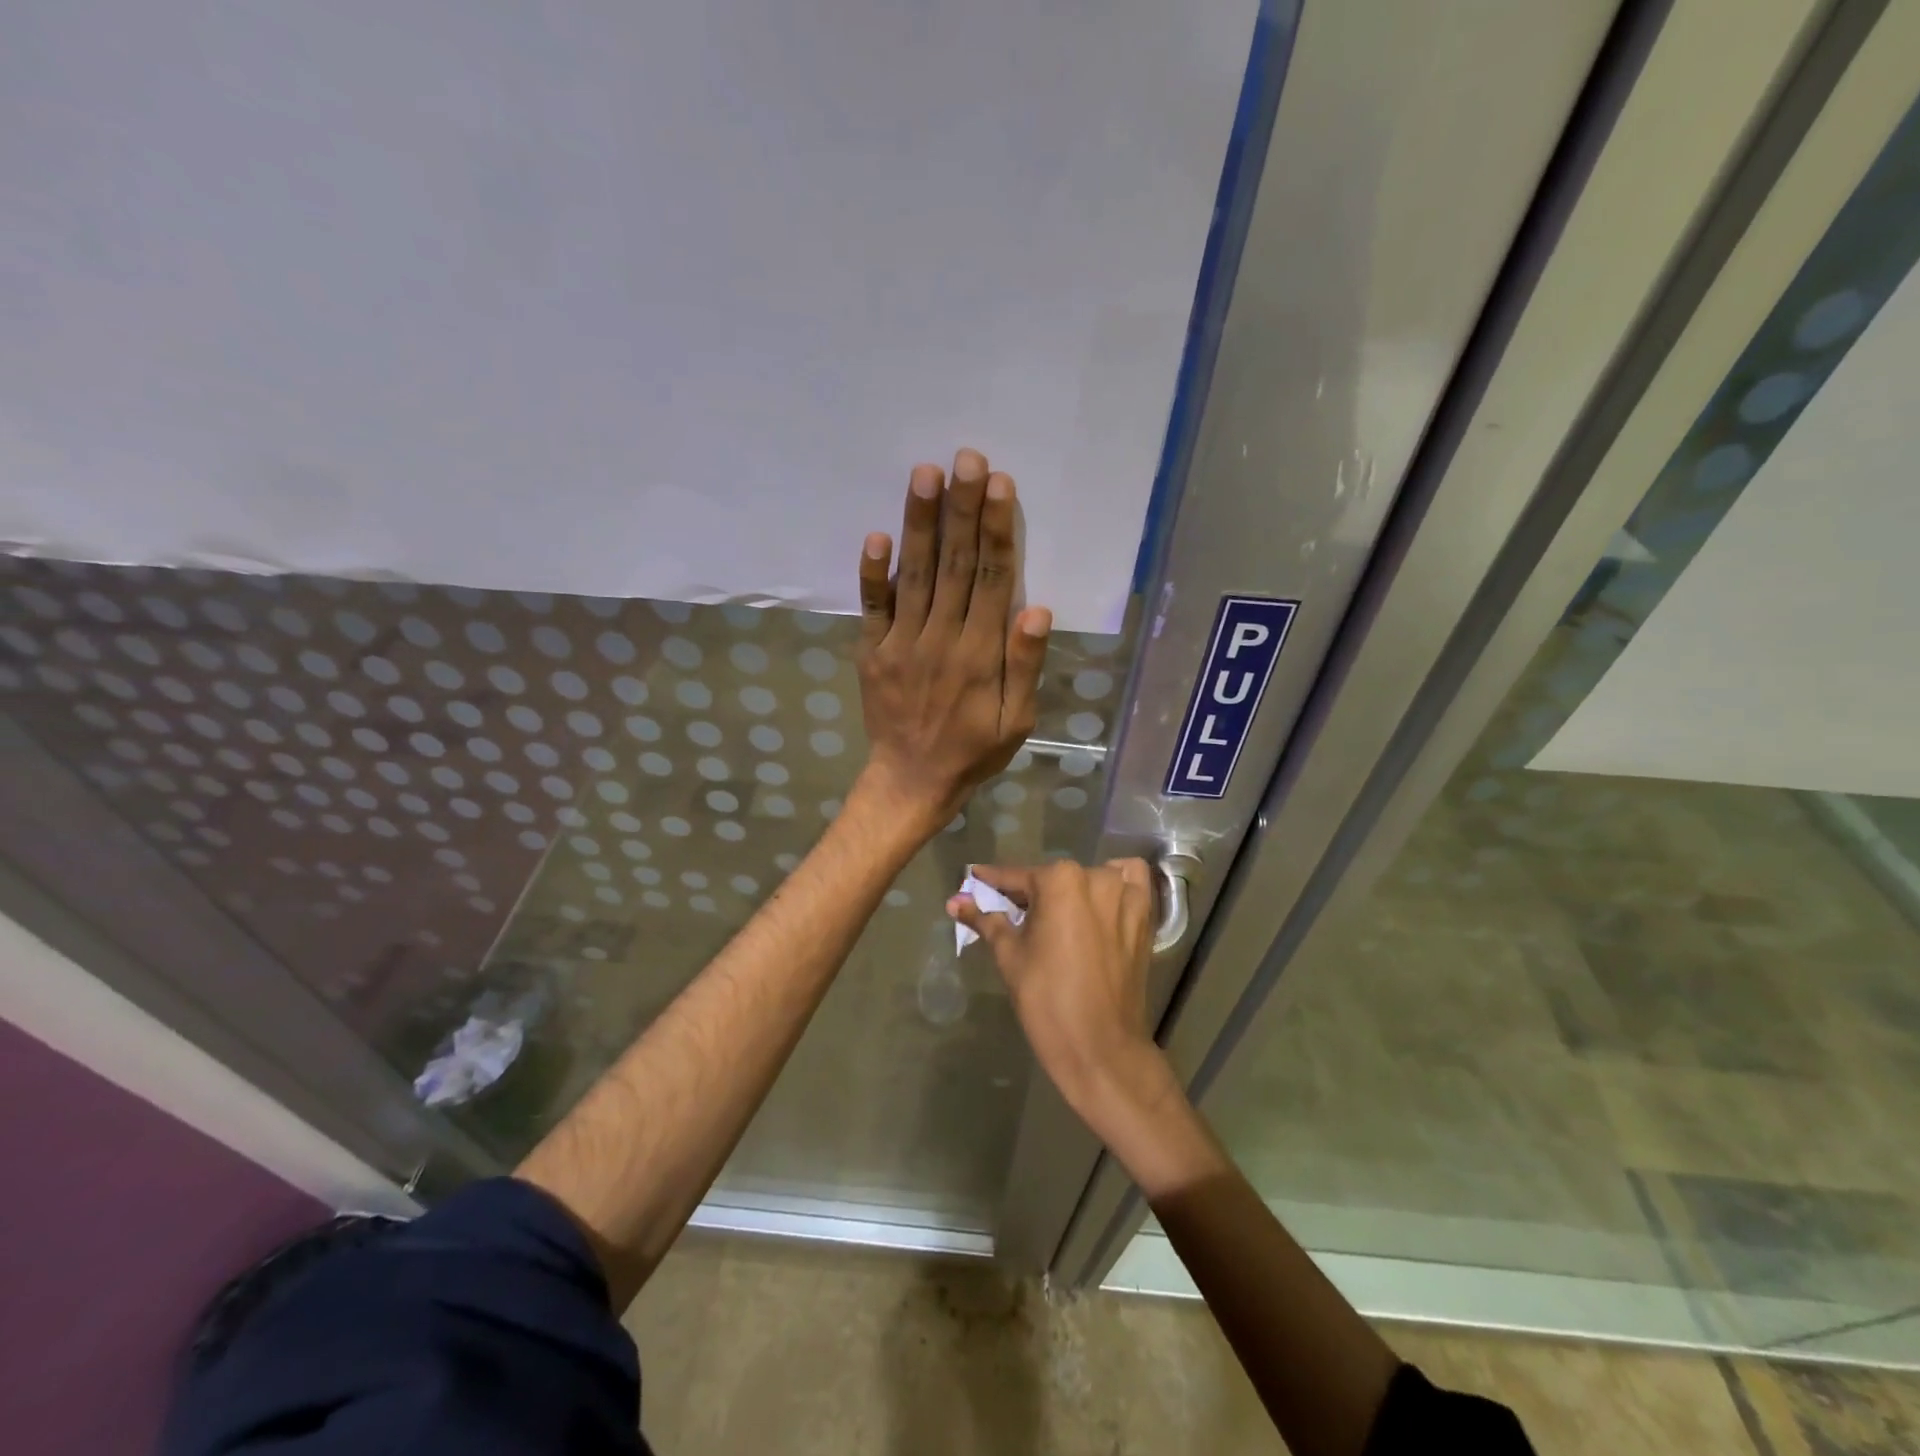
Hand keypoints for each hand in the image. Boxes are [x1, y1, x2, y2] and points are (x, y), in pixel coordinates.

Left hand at [853, 448, 1051, 834]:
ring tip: (924, 474)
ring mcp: (901, 643)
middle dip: (961, 509)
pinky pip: (872, 607)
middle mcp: (942, 638)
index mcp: (981, 653)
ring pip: (915, 575)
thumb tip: (1037, 608)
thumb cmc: (974, 751)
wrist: (912, 781)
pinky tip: (875, 535)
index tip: (998, 484)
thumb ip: (1025, 665)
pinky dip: (872, 573)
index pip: (993, 579)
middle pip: (955, 565)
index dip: (997, 530)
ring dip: (920, 524)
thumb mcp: (1018, 721)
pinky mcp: (872, 652)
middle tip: (964, 458)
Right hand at [948, 859, 1179, 1130]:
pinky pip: (1132, 883)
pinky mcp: (1145, 917)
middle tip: (1014, 914)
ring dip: (1073, 890)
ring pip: (1092, 877)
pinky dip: (1118, 884)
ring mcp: (1125, 895)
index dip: (992, 881)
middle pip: (1054, 878)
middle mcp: (1095, 877)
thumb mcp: (1009, 956)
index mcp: (1059, 881)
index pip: (1017, 877)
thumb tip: (955, 902)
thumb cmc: (1046, 999)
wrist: (1100, 1047)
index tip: (975, 877)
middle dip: (1032, 893)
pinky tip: (1102, 901)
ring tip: (1058, 916)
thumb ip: (985, 920)